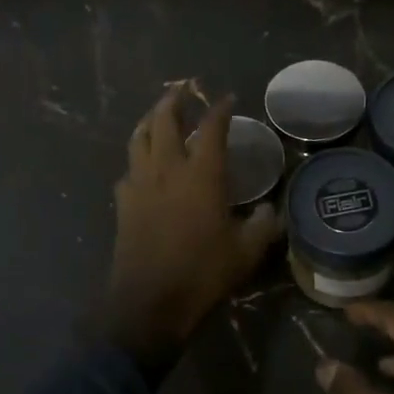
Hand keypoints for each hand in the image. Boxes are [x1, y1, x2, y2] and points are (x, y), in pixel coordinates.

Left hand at [105, 86, 279, 371]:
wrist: (150, 302)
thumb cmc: (203, 273)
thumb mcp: (246, 252)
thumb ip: (263, 225)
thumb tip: (270, 210)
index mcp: (201, 174)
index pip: (211, 128)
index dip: (219, 109)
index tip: (226, 98)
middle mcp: (167, 169)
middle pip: (164, 121)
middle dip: (173, 101)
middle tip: (182, 90)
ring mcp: (140, 184)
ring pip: (138, 139)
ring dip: (149, 121)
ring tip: (157, 115)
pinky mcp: (123, 204)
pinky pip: (128, 170)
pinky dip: (137, 159)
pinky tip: (142, 167)